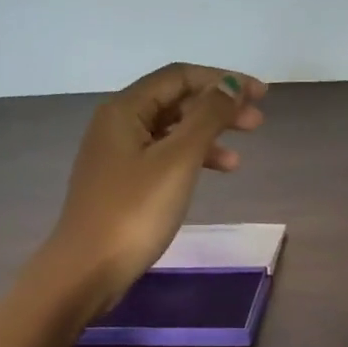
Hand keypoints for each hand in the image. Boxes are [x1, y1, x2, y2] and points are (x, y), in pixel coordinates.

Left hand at [43, 63, 266, 311]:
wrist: (87, 270)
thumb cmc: (134, 211)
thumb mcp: (178, 160)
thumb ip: (208, 117)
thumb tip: (232, 84)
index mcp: (124, 109)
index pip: (179, 76)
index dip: (222, 80)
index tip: (260, 94)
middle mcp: (117, 124)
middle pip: (175, 101)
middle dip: (218, 107)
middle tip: (257, 121)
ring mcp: (117, 155)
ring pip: (171, 131)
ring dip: (208, 136)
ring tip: (239, 158)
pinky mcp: (122, 183)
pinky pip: (163, 156)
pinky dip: (192, 159)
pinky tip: (213, 175)